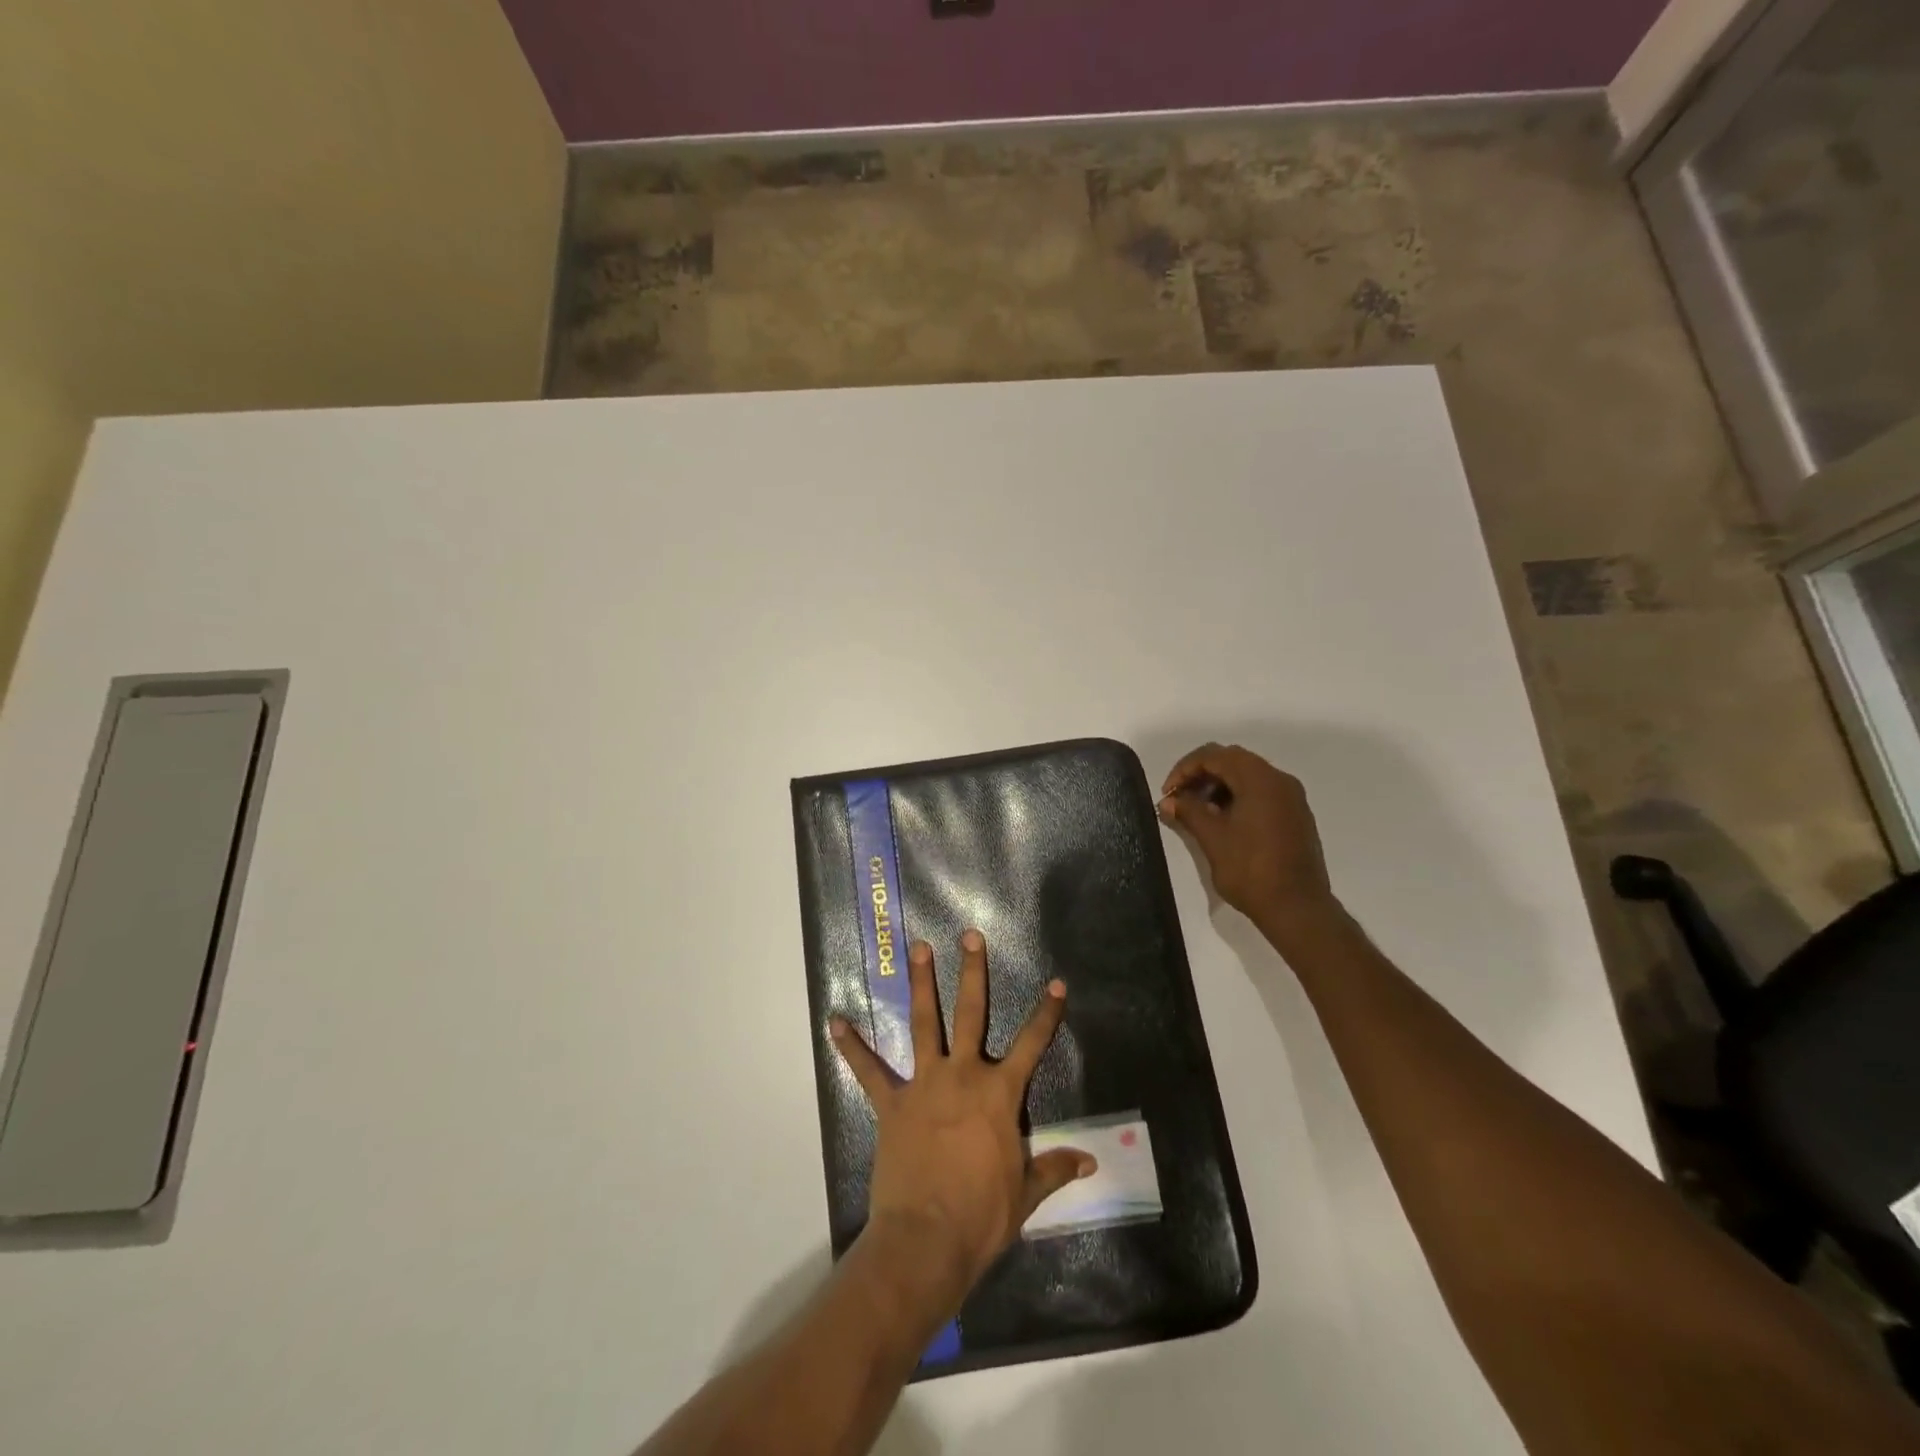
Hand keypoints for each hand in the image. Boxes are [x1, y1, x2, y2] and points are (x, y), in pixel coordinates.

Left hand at [830, 931, 1094, 1294]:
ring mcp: (924, 1084)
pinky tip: (834, 1021)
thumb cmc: (982, 1217)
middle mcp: (963, 1075)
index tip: (1057, 982)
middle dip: (972, 972)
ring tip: (918, 948)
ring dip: (921, 984)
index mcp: (999, 1094)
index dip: (1047, 1013)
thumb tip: (1090, 1163)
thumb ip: (1054, 1169)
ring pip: (924, 1022)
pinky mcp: (891, 1103)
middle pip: (971, 1013)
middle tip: (969, 935)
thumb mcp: (1025, 1194)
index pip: (1032, 1044)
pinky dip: (851, 1046)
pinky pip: (867, 1070)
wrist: (927, 1240)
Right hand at [1157, 743, 1338, 929]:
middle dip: (1201, 775)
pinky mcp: (1296, 815)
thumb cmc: (1251, 870)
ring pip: (1248, 776)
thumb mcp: (1212, 839)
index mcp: (1260, 779)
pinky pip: (1262, 792)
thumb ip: (1188, 812)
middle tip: (1180, 799)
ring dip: (1219, 786)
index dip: (1185, 769)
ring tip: (1198, 812)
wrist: (1297, 908)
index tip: (1168, 794)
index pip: (1214, 755)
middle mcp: (1280, 780)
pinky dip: (1238, 797)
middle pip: (1233, 760)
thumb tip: (1168, 801)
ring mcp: (1292, 798)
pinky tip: (1222, 822)